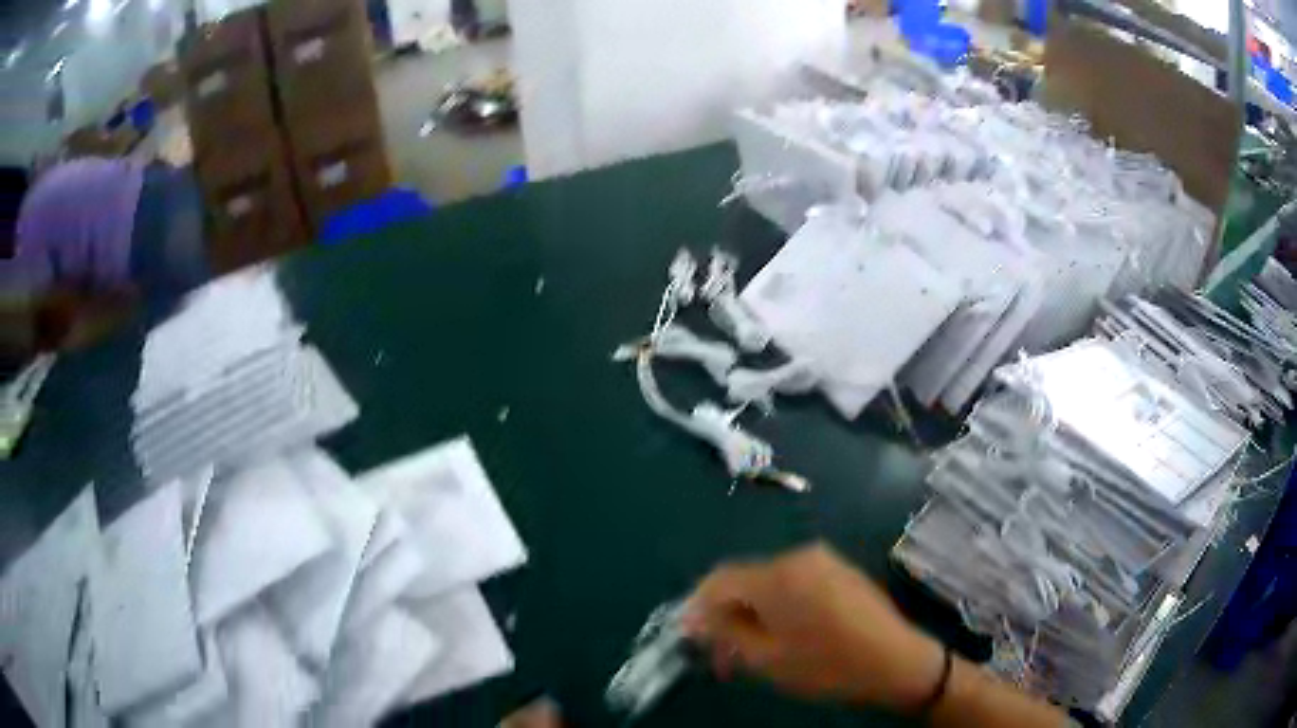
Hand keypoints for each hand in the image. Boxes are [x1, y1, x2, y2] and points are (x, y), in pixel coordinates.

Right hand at [682, 543, 944, 711]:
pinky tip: (784, 634)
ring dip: (753, 612)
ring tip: (752, 649)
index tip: (691, 637)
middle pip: (745, 580)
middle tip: (722, 653)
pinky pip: (796, 583)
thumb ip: (725, 633)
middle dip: (727, 614)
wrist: (896, 660)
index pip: (719, 580)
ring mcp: (824, 561)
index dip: (698, 607)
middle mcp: (798, 557)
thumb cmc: (827, 665)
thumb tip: (695, 618)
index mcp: (777, 574)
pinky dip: (780, 606)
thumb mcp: (766, 658)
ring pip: (771, 583)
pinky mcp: (841, 570)